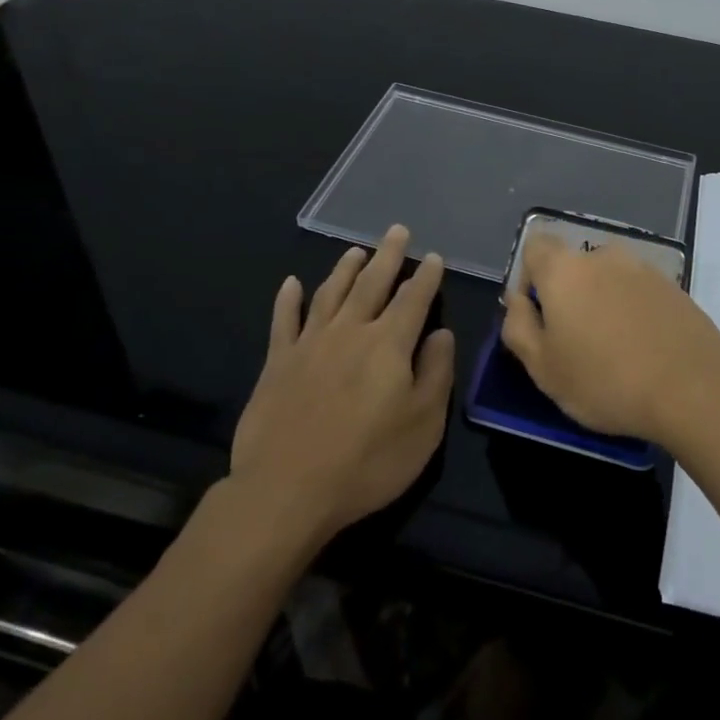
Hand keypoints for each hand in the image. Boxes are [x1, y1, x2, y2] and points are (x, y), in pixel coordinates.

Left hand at [230, 225, 454, 538]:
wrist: (287, 489)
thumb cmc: (368, 461)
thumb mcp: (423, 425)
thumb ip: (436, 373)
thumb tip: (442, 333)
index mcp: (389, 343)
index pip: (413, 299)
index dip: (426, 276)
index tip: (434, 256)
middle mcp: (350, 331)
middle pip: (372, 283)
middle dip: (388, 255)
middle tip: (397, 230)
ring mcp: (310, 343)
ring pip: (331, 293)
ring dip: (345, 269)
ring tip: (356, 251)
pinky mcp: (277, 362)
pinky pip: (284, 320)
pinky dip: (288, 299)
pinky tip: (291, 284)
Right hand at [501, 235, 719, 444]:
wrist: (694, 389)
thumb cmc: (606, 381)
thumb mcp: (543, 368)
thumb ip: (519, 327)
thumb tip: (516, 300)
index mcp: (564, 269)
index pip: (535, 247)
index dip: (530, 278)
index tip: (539, 316)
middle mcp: (603, 256)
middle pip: (574, 265)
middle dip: (569, 295)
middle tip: (576, 342)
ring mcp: (643, 268)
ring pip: (609, 279)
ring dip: (603, 302)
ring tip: (614, 349)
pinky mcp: (674, 287)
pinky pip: (639, 292)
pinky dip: (634, 311)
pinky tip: (644, 349)